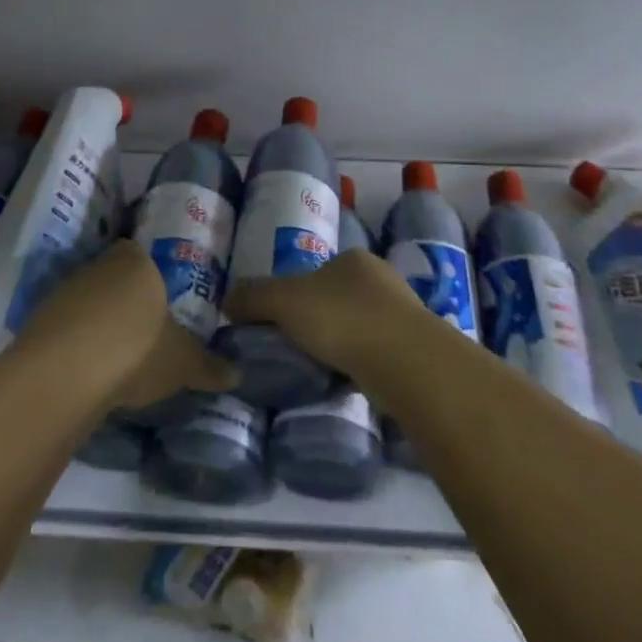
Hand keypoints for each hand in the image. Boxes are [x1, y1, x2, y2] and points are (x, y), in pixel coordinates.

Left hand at [18, 240, 237, 411]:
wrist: (66, 371)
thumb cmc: (137, 349)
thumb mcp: (183, 362)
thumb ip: (208, 365)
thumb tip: (237, 373)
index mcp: (136, 261)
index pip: (142, 255)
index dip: (151, 277)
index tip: (159, 303)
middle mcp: (98, 265)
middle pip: (113, 276)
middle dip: (124, 299)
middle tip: (141, 331)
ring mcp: (64, 290)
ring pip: (87, 300)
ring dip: (96, 321)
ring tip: (113, 356)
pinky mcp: (38, 318)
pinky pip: (64, 325)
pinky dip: (74, 341)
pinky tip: (85, 369)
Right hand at [223, 249, 426, 383]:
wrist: (406, 362)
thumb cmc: (342, 318)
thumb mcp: (283, 301)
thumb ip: (253, 297)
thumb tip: (227, 301)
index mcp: (353, 260)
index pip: (316, 273)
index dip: (294, 296)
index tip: (280, 323)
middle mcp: (382, 279)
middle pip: (337, 299)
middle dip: (318, 321)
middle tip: (295, 348)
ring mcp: (403, 314)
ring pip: (359, 328)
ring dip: (341, 345)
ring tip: (319, 369)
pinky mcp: (414, 349)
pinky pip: (376, 354)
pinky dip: (359, 365)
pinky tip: (346, 381)